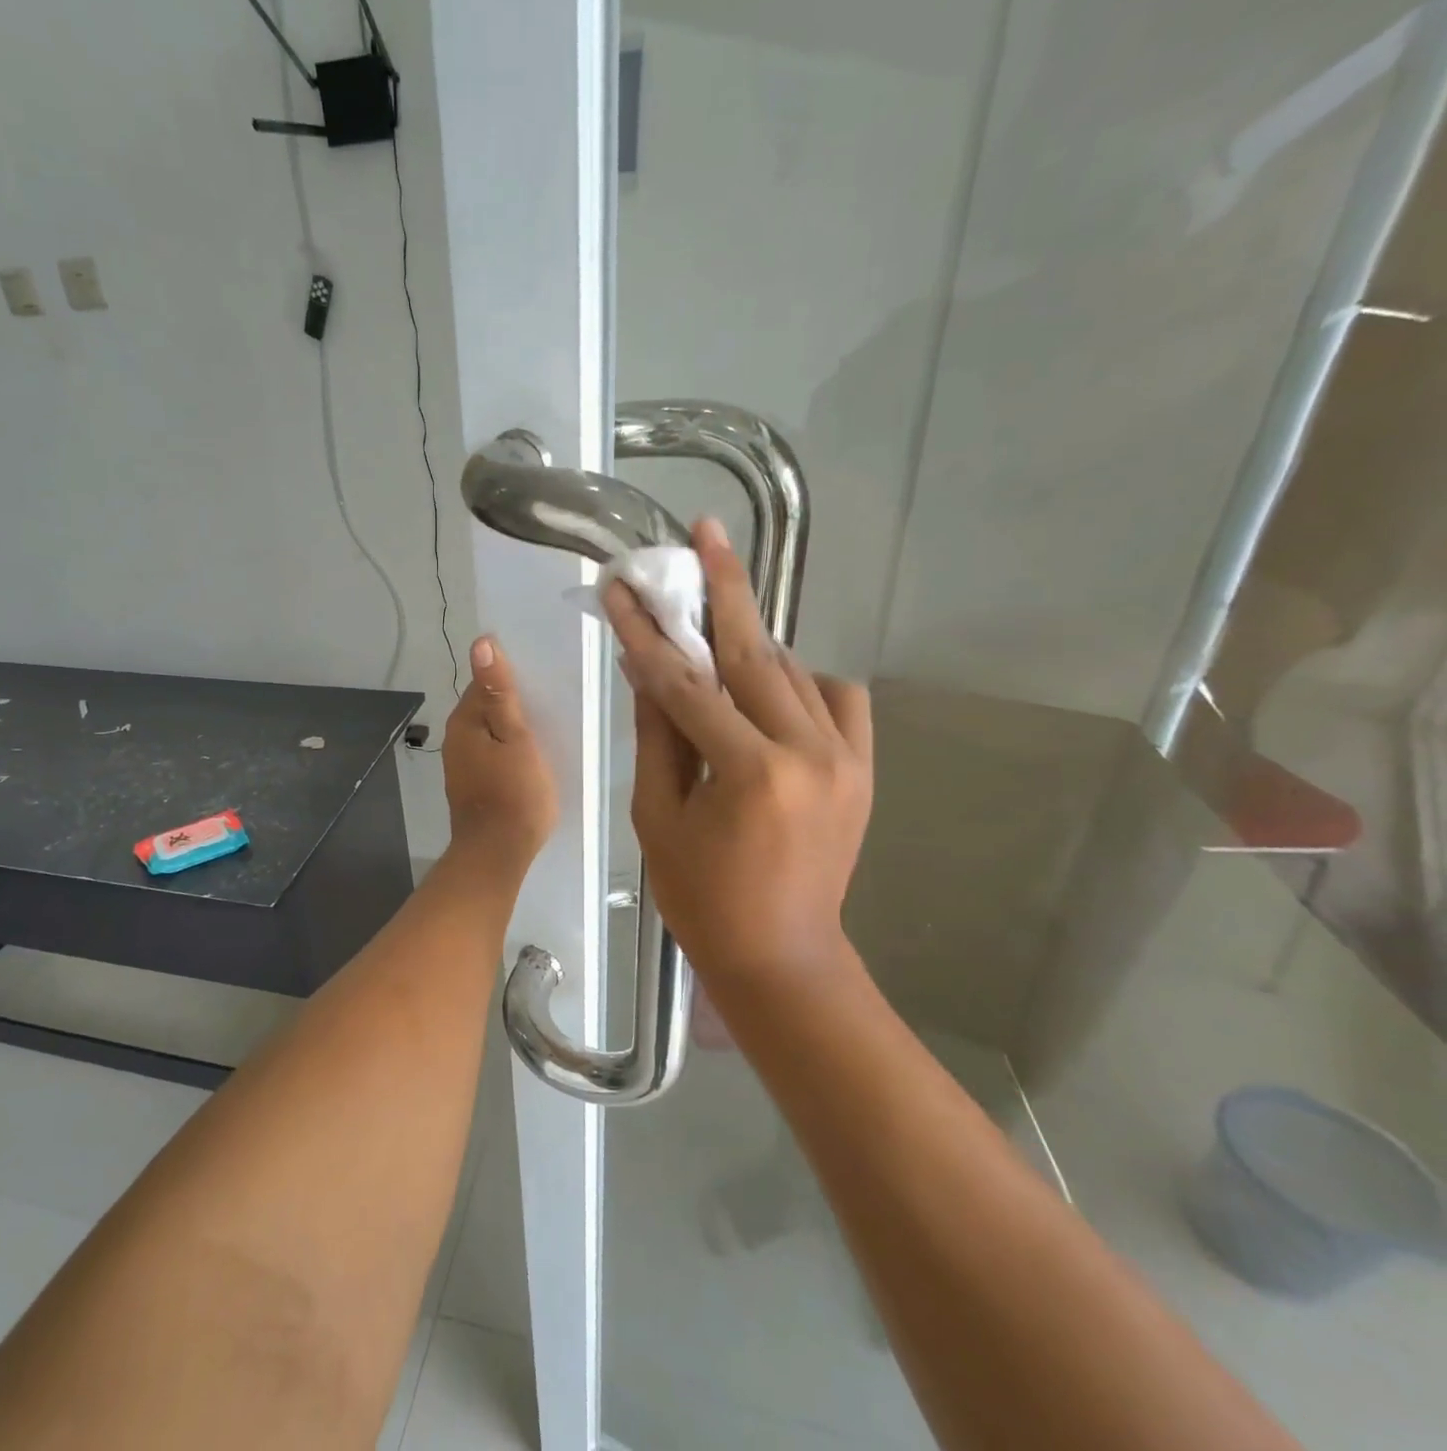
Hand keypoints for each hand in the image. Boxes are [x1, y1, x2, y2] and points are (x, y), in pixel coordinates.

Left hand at [443, 636, 557, 863]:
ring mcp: (462, 764)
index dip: (512, 675)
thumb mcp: (516, 738)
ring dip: (512, 726)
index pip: (485, 680)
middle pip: (486, 705)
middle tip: (552, 700)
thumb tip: (481, 643)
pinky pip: (491, 753)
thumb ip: (500, 692)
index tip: (543, 677)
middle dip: (513, 701)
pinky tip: (530, 756)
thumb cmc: (514, 794)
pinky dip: (508, 749)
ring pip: (489, 731)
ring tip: (547, 725)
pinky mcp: (472, 784)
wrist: (497, 854)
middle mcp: (456, 738)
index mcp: (465, 721)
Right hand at [604, 518, 872, 986]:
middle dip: (725, 588)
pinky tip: (770, 690)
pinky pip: (835, 697)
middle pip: (755, 652)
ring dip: (750, 644)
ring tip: (715, 626)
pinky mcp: (863, 766)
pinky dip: (801, 681)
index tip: (622, 589)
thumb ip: (657, 735)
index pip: (686, 684)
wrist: (782, 954)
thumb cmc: (702, 897)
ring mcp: (847, 757)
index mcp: (750, 772)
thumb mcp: (658, 817)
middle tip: (706, 531)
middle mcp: (808, 752)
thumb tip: (645, 668)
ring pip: (793, 670)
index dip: (648, 633)